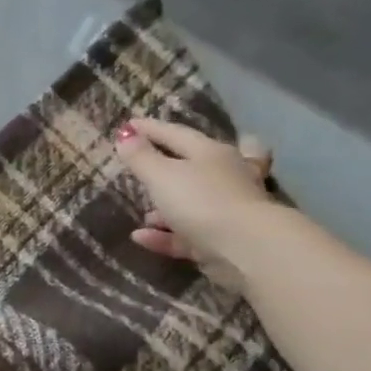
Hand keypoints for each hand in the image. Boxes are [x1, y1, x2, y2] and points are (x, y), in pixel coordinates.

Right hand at [115, 119, 275, 287]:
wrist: (244, 247)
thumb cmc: (201, 201)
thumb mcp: (162, 176)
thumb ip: (141, 158)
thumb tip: (126, 135)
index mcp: (211, 153)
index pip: (177, 134)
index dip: (151, 129)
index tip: (128, 124)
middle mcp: (223, 176)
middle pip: (201, 163)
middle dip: (177, 163)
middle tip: (155, 161)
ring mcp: (225, 209)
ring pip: (195, 201)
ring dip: (168, 206)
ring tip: (144, 212)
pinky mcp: (220, 239)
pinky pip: (186, 233)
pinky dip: (163, 234)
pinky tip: (140, 237)